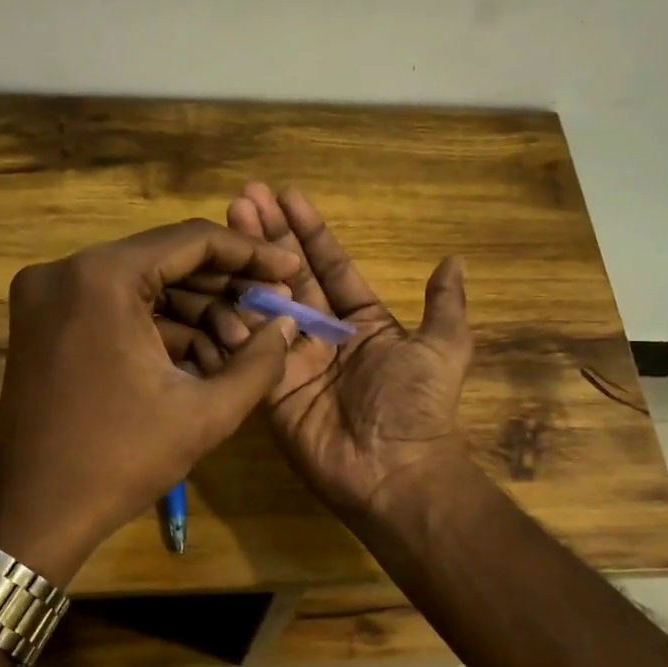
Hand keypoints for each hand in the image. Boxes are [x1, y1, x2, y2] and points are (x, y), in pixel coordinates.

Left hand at [0, 219, 302, 583]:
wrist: (35, 513)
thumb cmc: (121, 460)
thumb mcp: (205, 413)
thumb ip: (259, 362)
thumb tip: (287, 323)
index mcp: (103, 277)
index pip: (192, 240)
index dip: (250, 254)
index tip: (289, 269)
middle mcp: (67, 269)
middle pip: (165, 260)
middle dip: (224, 290)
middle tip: (271, 313)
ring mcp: (47, 295)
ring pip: (142, 285)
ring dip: (195, 312)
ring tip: (242, 349)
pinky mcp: (42, 321)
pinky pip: (115, 308)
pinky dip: (159, 328)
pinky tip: (202, 358)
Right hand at [164, 184, 473, 519]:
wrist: (393, 472)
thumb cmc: (418, 405)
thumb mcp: (444, 348)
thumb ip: (444, 305)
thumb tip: (455, 260)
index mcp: (363, 322)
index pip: (332, 266)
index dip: (310, 231)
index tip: (287, 194)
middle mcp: (325, 336)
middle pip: (291, 277)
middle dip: (268, 237)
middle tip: (242, 197)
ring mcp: (294, 361)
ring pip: (265, 305)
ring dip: (244, 267)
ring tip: (223, 225)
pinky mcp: (270, 389)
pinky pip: (250, 349)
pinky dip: (233, 319)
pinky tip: (212, 281)